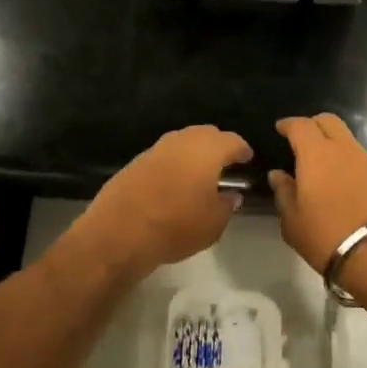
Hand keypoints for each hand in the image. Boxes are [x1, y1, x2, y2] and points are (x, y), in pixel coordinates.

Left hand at [74, 126, 252, 274]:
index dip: (242, 150)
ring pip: (181, 142)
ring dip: (193, 153)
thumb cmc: (176, 226)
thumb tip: (231, 195)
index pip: (232, 141)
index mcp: (207, 150)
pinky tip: (174, 182)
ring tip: (200, 173)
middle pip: (205, 134)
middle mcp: (181, 142)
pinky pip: (162, 156)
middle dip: (217, 145)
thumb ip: (226, 206)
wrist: (120, 232)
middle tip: (225, 163)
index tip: (247, 159)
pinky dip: (173, 164)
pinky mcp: (134, 163)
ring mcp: (154, 150)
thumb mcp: (213, 224)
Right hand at [271, 114, 366, 302]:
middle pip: (329, 121)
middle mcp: (345, 150)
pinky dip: (348, 163)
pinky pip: (361, 160)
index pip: (301, 125)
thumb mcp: (293, 221)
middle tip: (301, 141)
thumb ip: (283, 193)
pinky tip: (342, 183)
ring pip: (348, 140)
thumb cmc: (327, 237)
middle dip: (313, 125)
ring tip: (321, 167)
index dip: (288, 124)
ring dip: (333, 145)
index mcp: (316, 154)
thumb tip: (278, 175)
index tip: (280, 129)